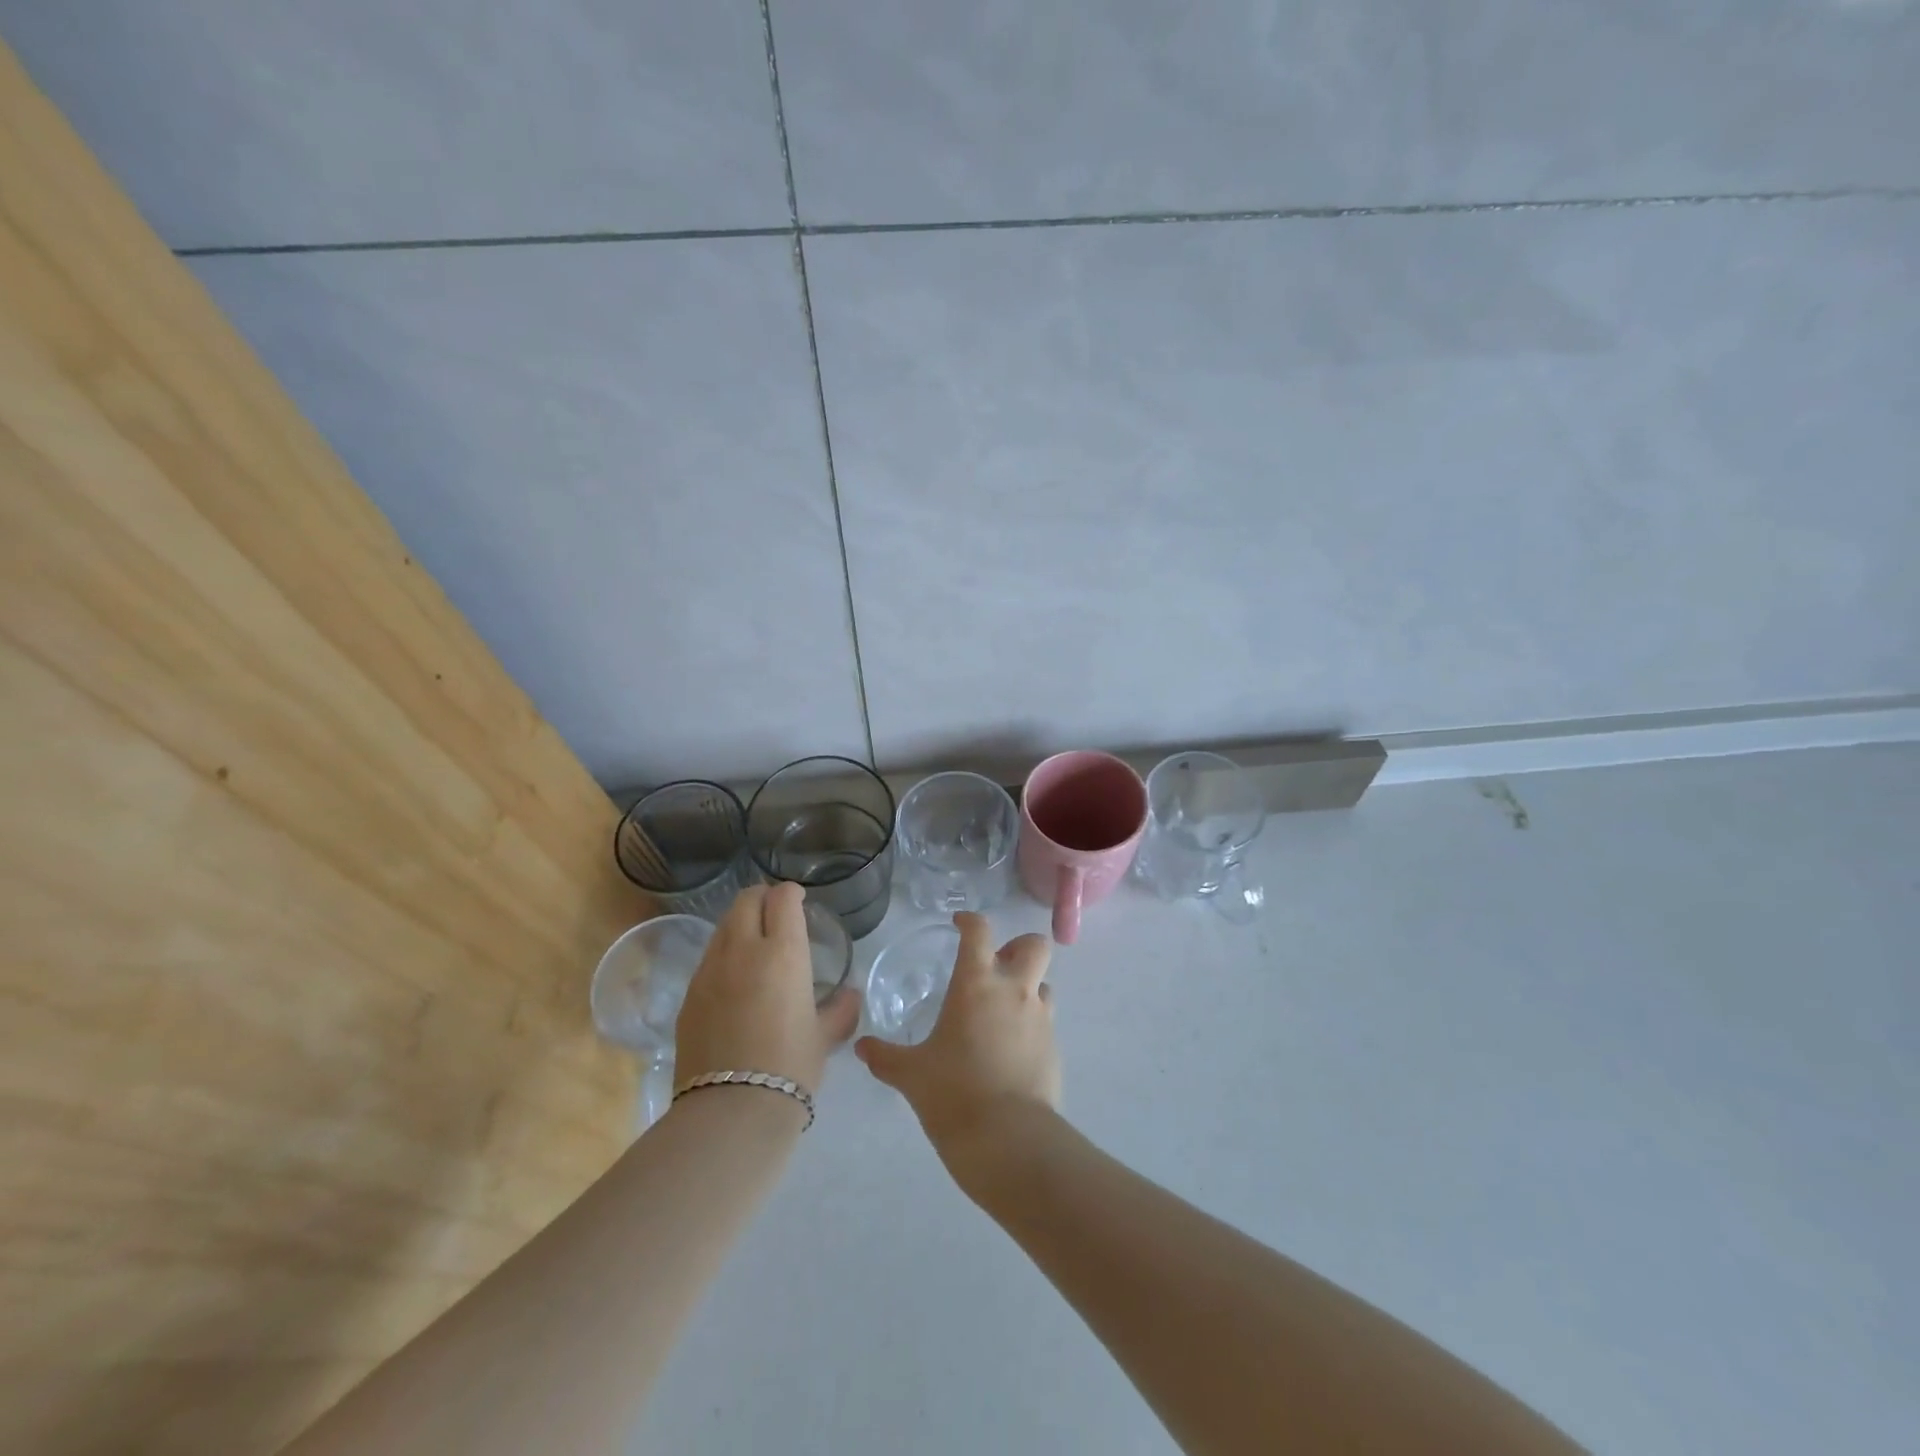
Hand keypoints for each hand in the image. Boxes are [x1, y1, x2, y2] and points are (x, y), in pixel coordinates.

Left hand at [674, 883, 859, 1097]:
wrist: (731, 1110)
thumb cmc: (790, 1067)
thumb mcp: (824, 1037)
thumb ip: (840, 1009)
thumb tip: (849, 995)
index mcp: (783, 952)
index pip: (782, 898)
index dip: (791, 893)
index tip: (798, 901)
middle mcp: (743, 950)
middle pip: (746, 900)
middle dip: (762, 897)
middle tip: (775, 913)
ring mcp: (709, 971)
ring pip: (723, 925)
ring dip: (740, 923)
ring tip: (753, 944)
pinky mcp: (689, 995)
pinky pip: (708, 958)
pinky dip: (723, 954)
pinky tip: (733, 980)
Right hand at [855, 913, 1059, 1173]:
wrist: (1007, 1138)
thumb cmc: (953, 1092)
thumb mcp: (911, 1074)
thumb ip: (885, 1056)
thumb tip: (862, 1048)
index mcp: (977, 983)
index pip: (979, 931)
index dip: (970, 920)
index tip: (959, 924)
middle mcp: (1014, 990)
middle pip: (1034, 945)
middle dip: (1019, 947)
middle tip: (996, 965)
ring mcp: (1040, 1018)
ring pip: (1044, 983)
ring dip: (1028, 987)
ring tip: (1003, 1010)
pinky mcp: (1054, 1048)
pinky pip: (1046, 1021)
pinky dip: (1031, 1025)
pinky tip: (1010, 1050)